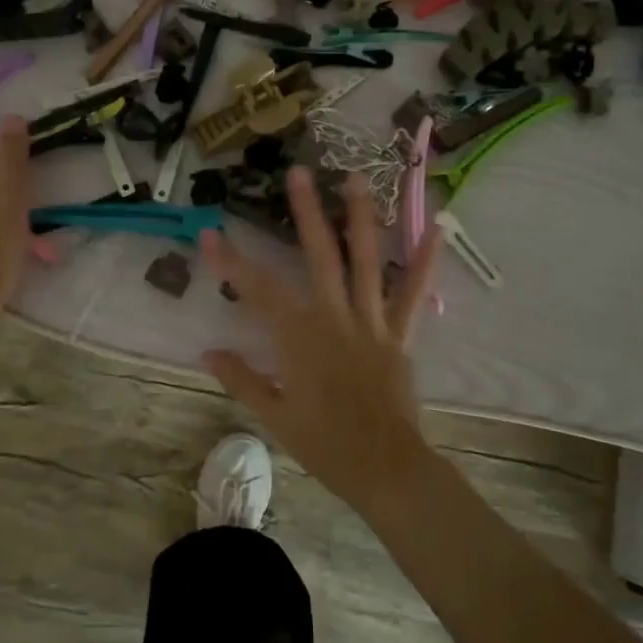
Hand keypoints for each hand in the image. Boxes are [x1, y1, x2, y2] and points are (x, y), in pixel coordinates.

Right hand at [198, 166, 442, 516]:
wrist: (387, 470)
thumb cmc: (326, 446)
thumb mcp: (275, 417)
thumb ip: (241, 379)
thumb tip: (207, 351)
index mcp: (300, 339)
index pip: (258, 291)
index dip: (231, 262)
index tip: (209, 234)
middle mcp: (335, 318)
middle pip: (318, 257)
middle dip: (305, 212)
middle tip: (299, 172)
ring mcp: (372, 322)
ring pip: (365, 262)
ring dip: (360, 218)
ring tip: (356, 179)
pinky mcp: (401, 334)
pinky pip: (414, 293)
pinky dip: (424, 261)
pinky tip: (435, 228)